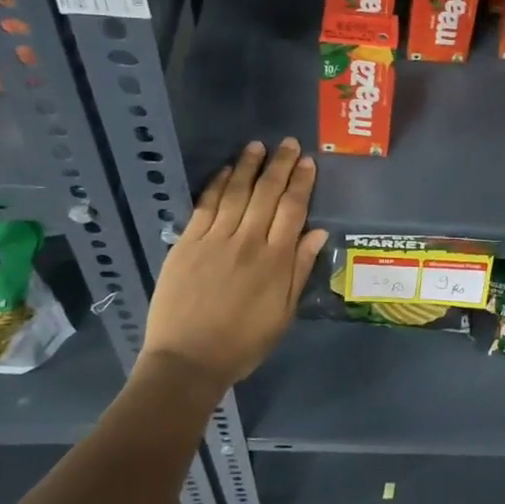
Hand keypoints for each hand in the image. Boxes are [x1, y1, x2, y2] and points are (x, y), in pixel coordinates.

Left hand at [138, 138, 328, 389]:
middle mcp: (247, 242)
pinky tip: (225, 171)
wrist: (188, 361)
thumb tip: (318, 233)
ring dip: (248, 167)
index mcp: (275, 261)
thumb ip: (300, 270)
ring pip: (236, 194)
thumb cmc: (243, 343)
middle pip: (266, 194)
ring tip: (257, 145)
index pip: (293, 210)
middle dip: (279, 165)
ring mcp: (214, 241)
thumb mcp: (283, 313)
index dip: (301, 183)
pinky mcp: (187, 245)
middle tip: (287, 143)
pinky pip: (205, 207)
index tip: (307, 162)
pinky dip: (217, 186)